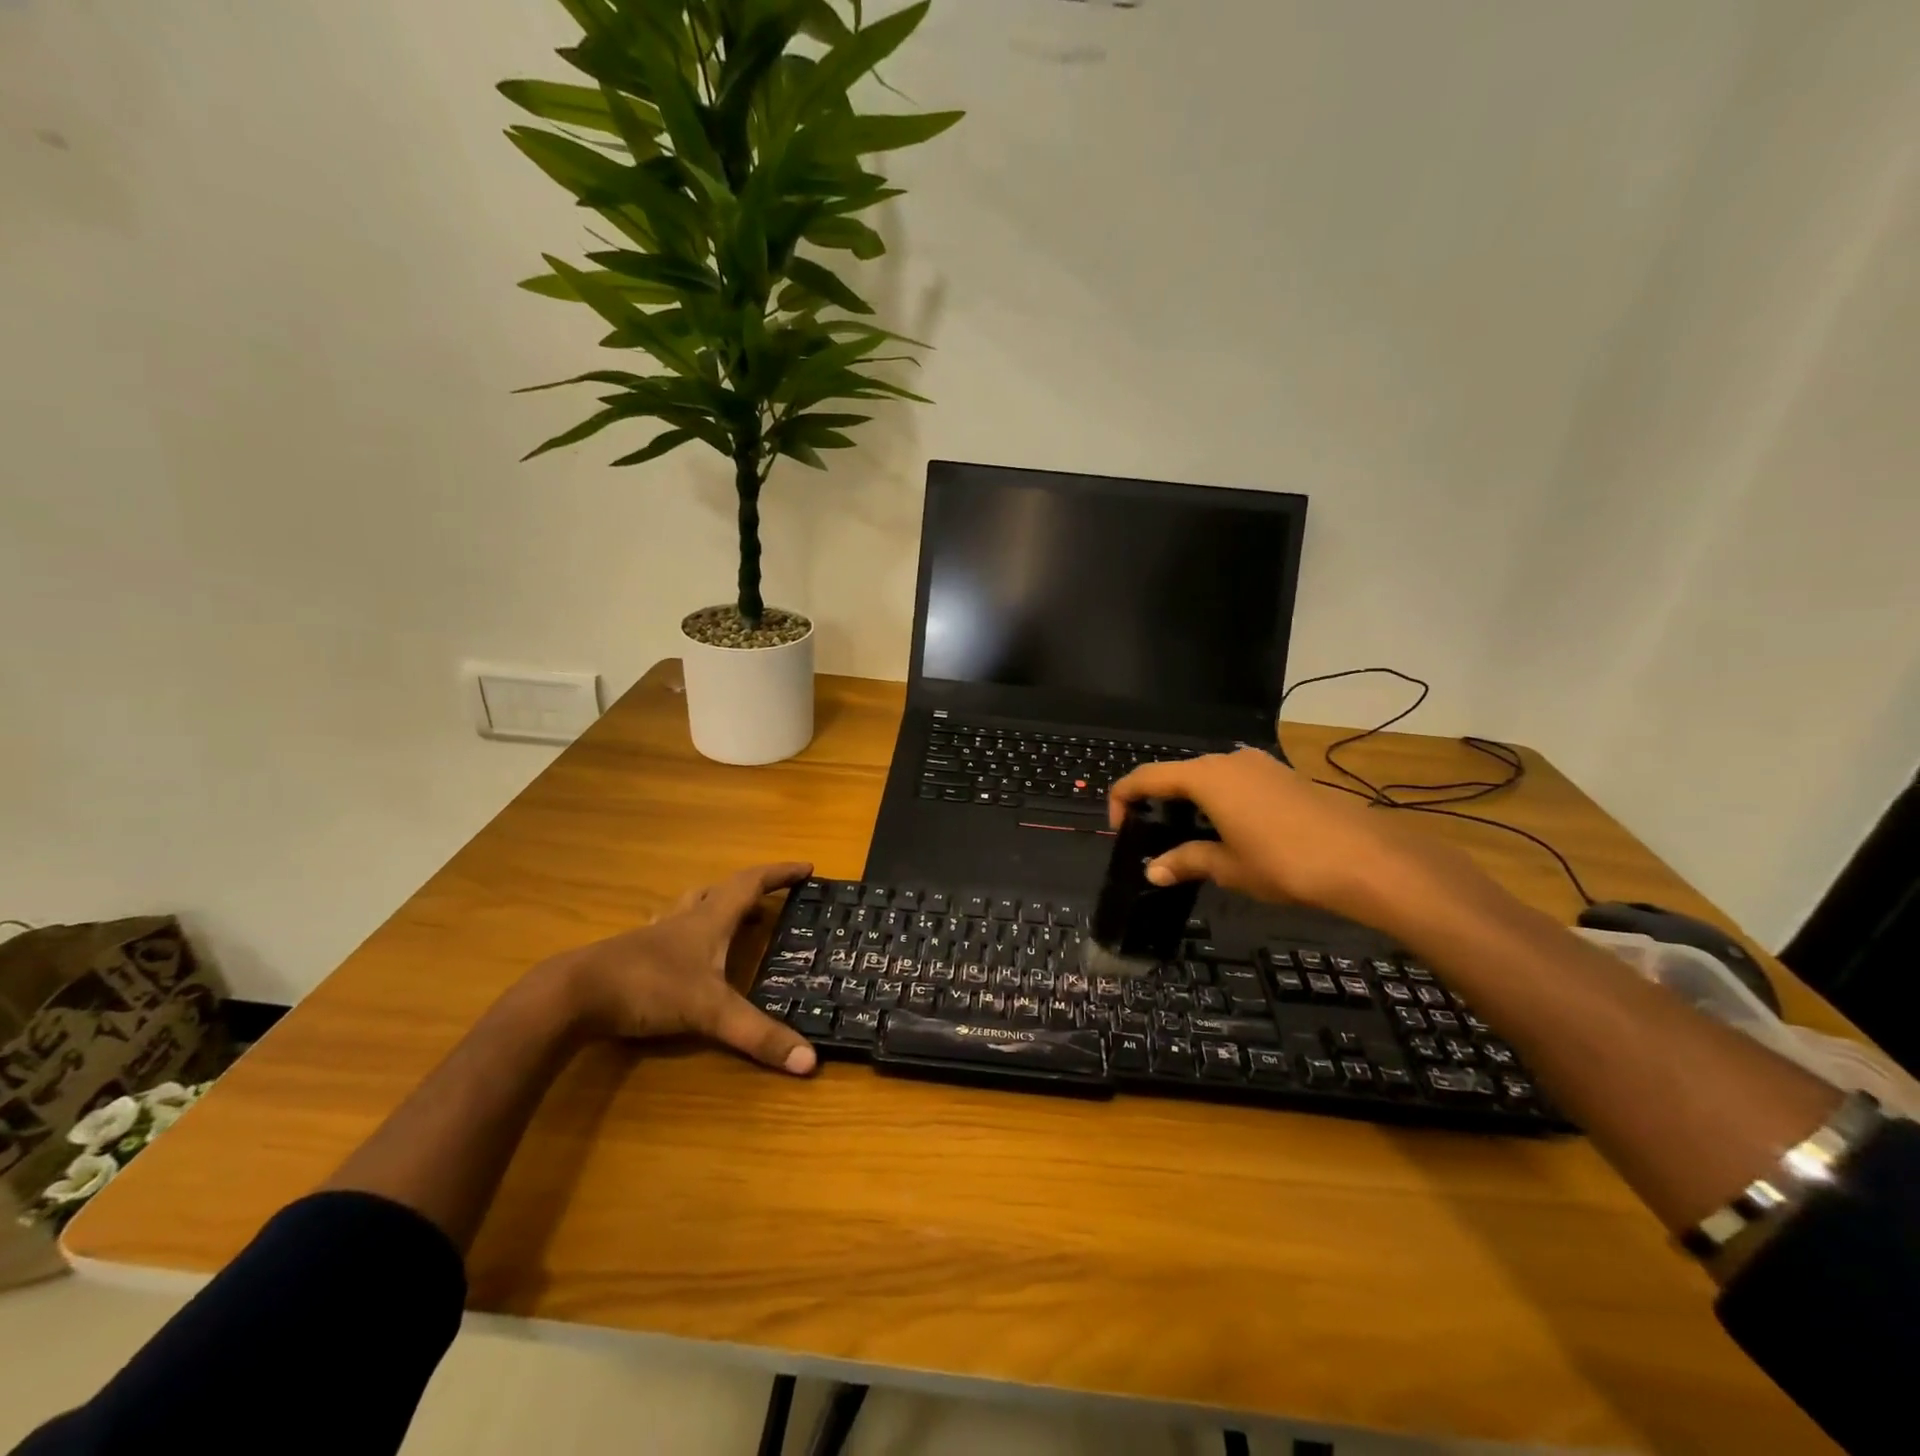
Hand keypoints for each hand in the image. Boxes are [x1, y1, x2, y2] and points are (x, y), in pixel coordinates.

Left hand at [538, 862, 818, 1075]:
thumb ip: (758, 1035)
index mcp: (708, 920)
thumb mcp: (709, 1012)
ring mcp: (655, 937)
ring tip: (734, 925)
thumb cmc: (647, 988)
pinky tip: (684, 956)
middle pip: (720, 891)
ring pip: (691, 908)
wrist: (571, 996)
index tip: (807, 868)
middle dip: (750, 893)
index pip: (751, 884)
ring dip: (716, 909)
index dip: (780, 873)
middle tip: (770, 904)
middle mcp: (684, 920)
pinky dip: (686, 935)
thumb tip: (810, 1061)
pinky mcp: (633, 956)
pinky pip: (669, 933)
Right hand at [1108, 750, 1472, 929]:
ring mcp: (1259, 764)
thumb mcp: (1228, 866)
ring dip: (1191, 802)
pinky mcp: (1282, 775)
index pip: (1145, 777)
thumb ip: (1186, 861)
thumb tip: (1153, 871)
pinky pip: (1236, 782)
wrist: (1366, 858)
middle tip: (1155, 839)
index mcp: (1204, 777)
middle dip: (1158, 803)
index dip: (1122, 799)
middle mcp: (1227, 760)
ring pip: (1208, 777)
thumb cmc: (1284, 862)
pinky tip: (1232, 833)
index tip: (1120, 830)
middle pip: (1176, 773)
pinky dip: (1220, 801)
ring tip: (1192, 839)